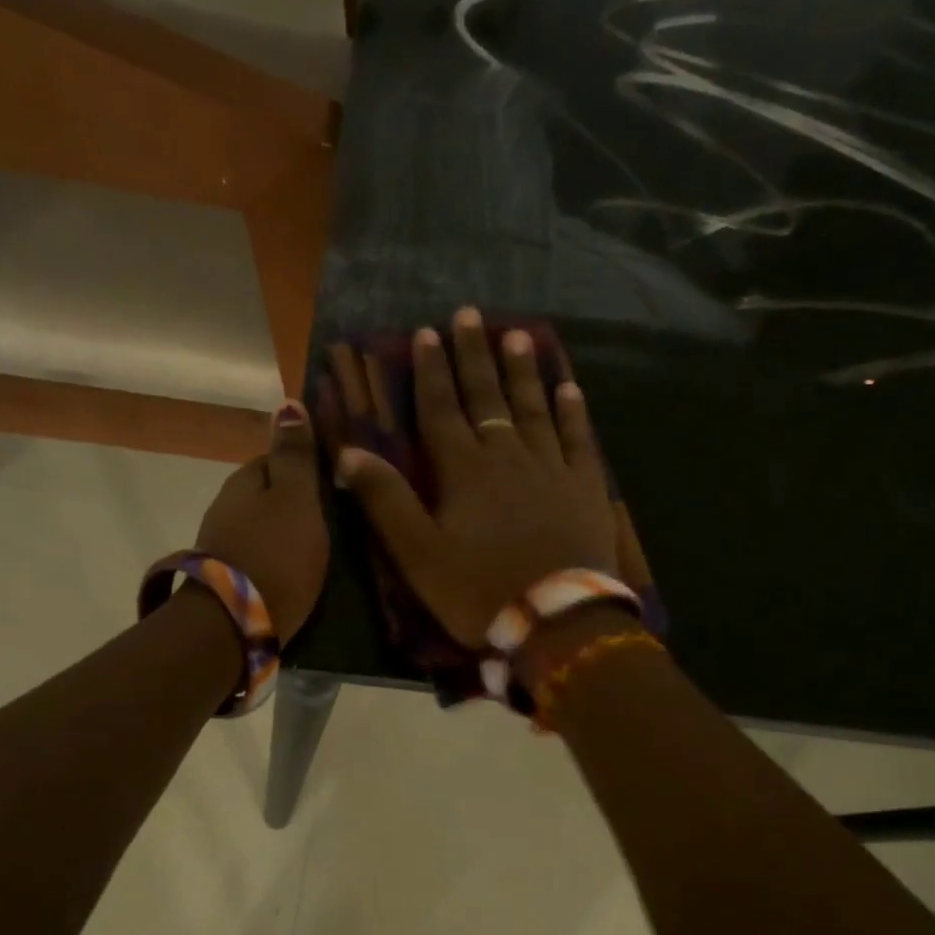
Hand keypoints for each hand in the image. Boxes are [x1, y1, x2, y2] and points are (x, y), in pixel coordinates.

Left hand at [194, 404, 329, 639]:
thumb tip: (286, 402)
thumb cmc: (275, 554)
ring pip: (262, 527)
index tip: (335, 483)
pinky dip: (277, 560)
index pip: (274, 459)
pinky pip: (259, 557)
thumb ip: (295, 456)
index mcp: (243, 481)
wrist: (235, 625)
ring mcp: (222, 545)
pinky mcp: (228, 580)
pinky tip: (297, 573)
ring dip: (286, 533)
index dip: (305, 467)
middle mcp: (225, 508)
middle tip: (336, 519)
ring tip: (321, 548)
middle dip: (296, 502)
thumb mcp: (295, 498)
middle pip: (267, 495)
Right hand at [327, 307, 618, 648]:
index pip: (442, 409)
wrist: (558, 621)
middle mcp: (508, 456)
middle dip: (475, 355)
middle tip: (471, 314)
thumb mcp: (418, 554)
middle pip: (488, 397)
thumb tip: (349, 451)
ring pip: (534, 408)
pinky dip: (572, 412)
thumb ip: (385, 500)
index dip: (432, 371)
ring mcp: (552, 468)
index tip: (427, 332)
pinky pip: (579, 439)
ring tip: (519, 335)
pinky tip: (569, 388)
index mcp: (464, 471)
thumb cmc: (479, 591)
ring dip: (523, 372)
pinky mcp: (585, 488)